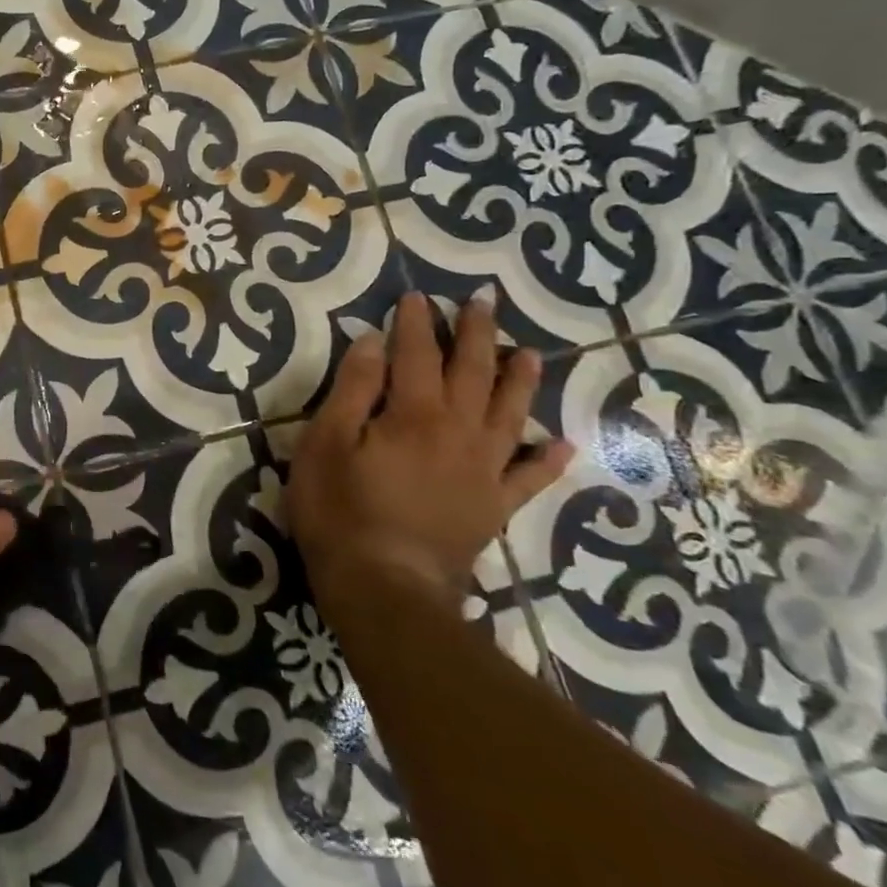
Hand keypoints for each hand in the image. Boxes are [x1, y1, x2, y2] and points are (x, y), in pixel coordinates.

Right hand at [286, 290, 573, 605]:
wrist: (386, 590)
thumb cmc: (341, 512)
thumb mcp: (327, 443)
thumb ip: (353, 389)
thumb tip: (374, 341)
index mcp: (414, 414)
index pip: (416, 354)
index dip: (415, 323)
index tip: (416, 296)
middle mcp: (458, 432)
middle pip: (472, 373)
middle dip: (475, 335)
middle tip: (482, 303)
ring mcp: (483, 471)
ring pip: (509, 414)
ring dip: (519, 381)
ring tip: (530, 353)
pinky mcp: (492, 508)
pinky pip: (528, 478)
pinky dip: (546, 460)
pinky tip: (560, 443)